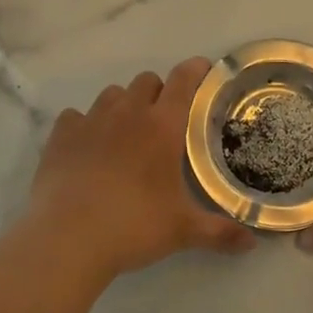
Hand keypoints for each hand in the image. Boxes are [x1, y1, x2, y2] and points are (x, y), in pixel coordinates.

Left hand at [21, 58, 256, 281]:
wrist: (67, 238)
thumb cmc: (133, 226)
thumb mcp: (182, 231)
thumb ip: (220, 232)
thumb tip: (252, 243)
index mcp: (162, 126)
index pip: (183, 80)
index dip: (195, 70)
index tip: (204, 71)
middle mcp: (127, 113)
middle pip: (146, 81)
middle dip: (158, 92)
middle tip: (164, 121)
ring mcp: (90, 121)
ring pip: (111, 94)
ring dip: (123, 105)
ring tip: (126, 133)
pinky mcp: (61, 136)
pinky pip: (75, 116)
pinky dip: (85, 125)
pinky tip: (87, 147)